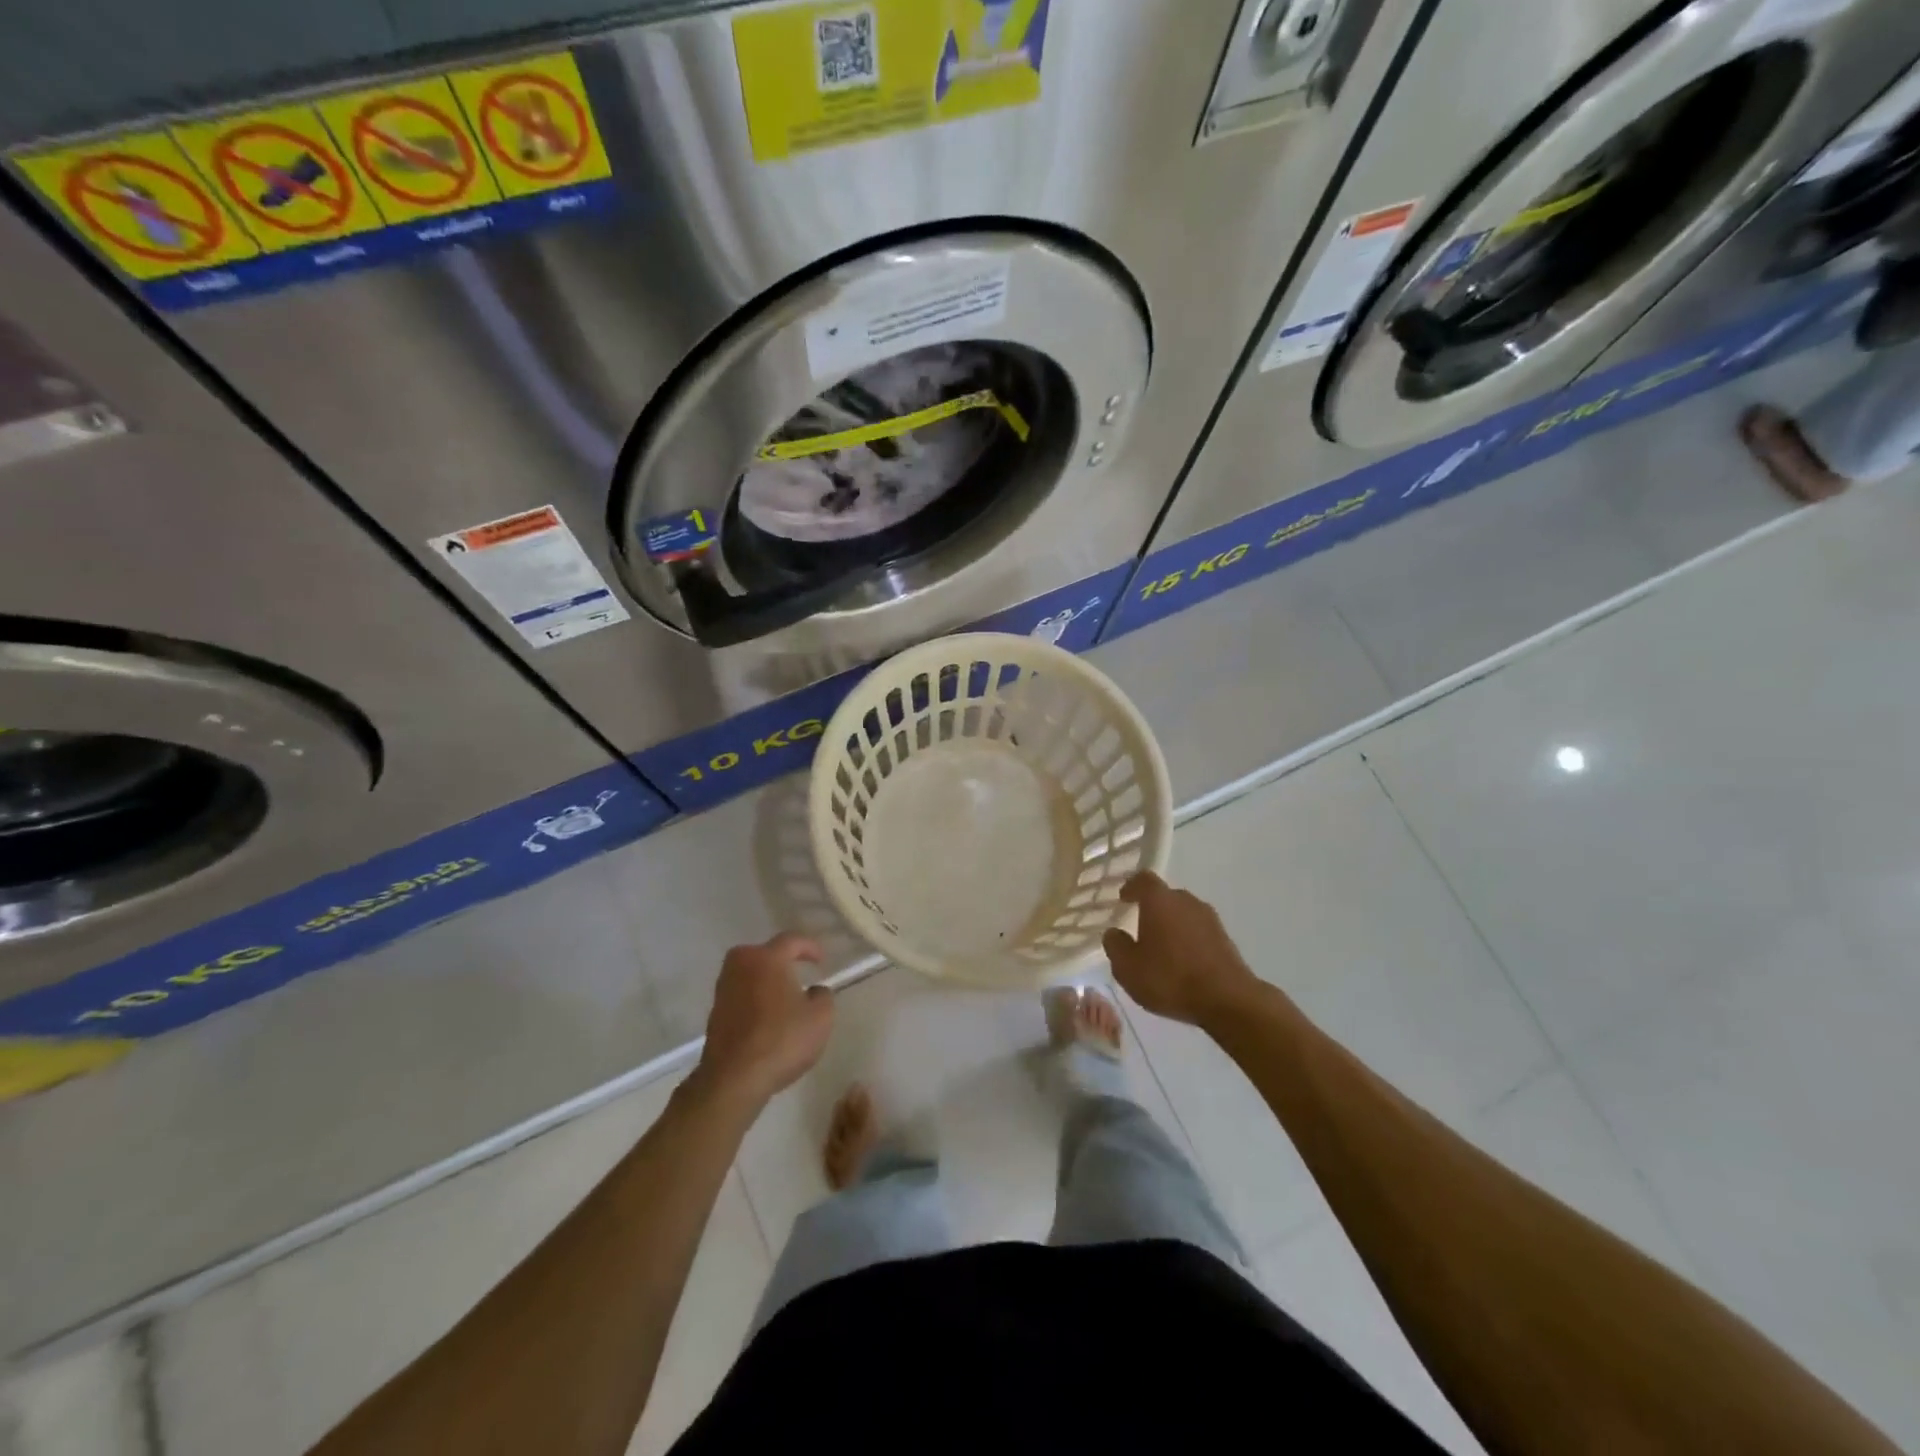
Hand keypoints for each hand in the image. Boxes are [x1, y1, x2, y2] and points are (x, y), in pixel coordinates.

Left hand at [695, 933, 833, 1109]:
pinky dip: (755, 998)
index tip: (821, 960)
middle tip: (799, 971)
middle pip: (764, 953)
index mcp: (767, 958)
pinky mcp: (715, 1012)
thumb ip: (823, 995)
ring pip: (750, 974)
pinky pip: (741, 994)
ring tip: (784, 996)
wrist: (733, 1079)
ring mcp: (724, 989)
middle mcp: (741, 965)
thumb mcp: (821, 1017)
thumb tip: (814, 991)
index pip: (791, 940)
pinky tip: (767, 1016)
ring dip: (766, 980)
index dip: (810, 947)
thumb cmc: (782, 1040)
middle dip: (782, 960)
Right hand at [1103, 871, 1260, 1027]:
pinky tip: (1183, 963)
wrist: (1228, 1000)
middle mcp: (1186, 901)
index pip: (1143, 880)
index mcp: (1159, 901)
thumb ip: (1115, 946)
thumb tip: (1114, 933)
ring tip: (1162, 950)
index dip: (1131, 887)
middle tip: (1140, 929)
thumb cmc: (1170, 979)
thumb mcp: (1128, 968)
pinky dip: (1188, 940)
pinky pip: (1198, 931)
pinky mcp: (1225, 938)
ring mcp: (1209, 918)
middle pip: (1165, 896)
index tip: (1123, 899)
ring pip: (1183, 914)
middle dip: (1152, 909)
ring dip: (1171, 926)